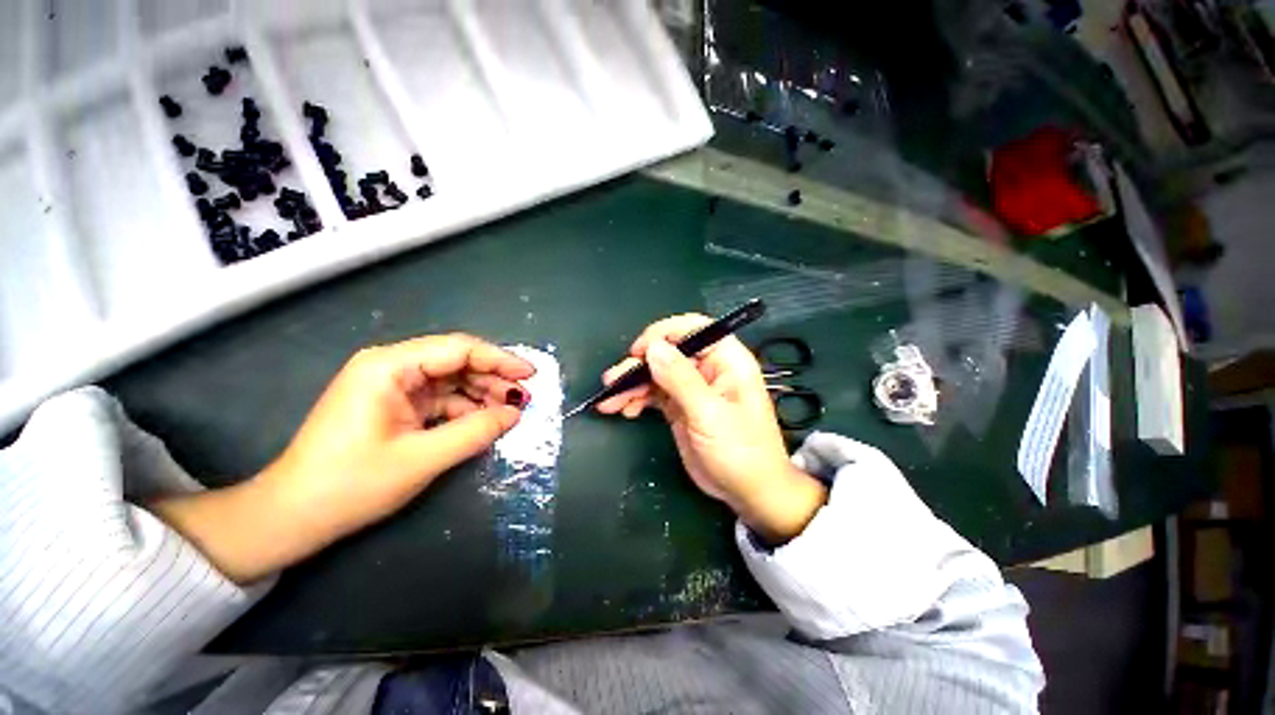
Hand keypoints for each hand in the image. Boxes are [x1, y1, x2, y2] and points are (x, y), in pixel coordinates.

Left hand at [152, 334, 533, 583]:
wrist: (292, 516)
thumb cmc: (350, 484)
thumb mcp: (421, 459)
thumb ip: (475, 431)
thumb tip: (515, 413)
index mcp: (389, 367)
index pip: (459, 349)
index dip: (500, 359)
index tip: (531, 374)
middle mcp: (391, 367)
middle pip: (457, 362)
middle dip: (494, 379)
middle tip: (525, 399)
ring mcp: (393, 386)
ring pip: (452, 380)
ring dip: (483, 394)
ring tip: (510, 412)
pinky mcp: (395, 405)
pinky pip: (441, 398)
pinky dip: (465, 408)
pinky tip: (485, 421)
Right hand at [598, 315, 826, 544]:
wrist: (748, 493)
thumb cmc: (740, 451)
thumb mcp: (709, 414)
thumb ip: (680, 379)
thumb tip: (653, 347)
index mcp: (726, 360)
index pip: (694, 329)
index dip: (664, 333)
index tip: (639, 350)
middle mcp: (708, 368)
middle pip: (668, 352)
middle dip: (639, 364)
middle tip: (614, 381)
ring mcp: (692, 388)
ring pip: (657, 373)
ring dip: (632, 384)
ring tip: (610, 400)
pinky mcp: (680, 407)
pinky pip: (654, 394)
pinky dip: (637, 399)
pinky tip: (624, 410)